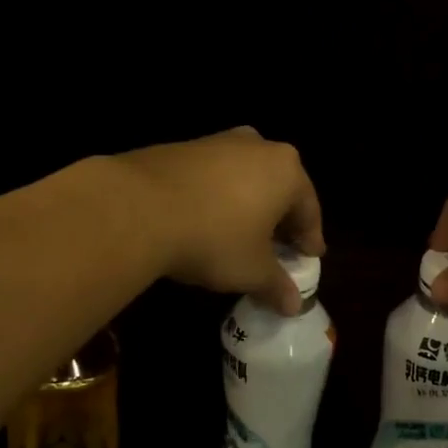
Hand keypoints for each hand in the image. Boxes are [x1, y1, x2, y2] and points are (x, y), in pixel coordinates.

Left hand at [115, 128, 324, 312]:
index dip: (310, 237)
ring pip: (244, 179)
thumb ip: (277, 285)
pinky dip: (217, 198)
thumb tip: (294, 305)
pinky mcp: (181, 147)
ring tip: (241, 235)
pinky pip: (212, 177)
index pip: (309, 209)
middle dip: (280, 219)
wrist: (137, 208)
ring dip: (247, 206)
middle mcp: (257, 146)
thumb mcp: (252, 270)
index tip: (310, 257)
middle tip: (278, 247)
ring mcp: (216, 142)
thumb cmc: (214, 238)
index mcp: (286, 170)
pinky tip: (205, 221)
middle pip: (278, 188)